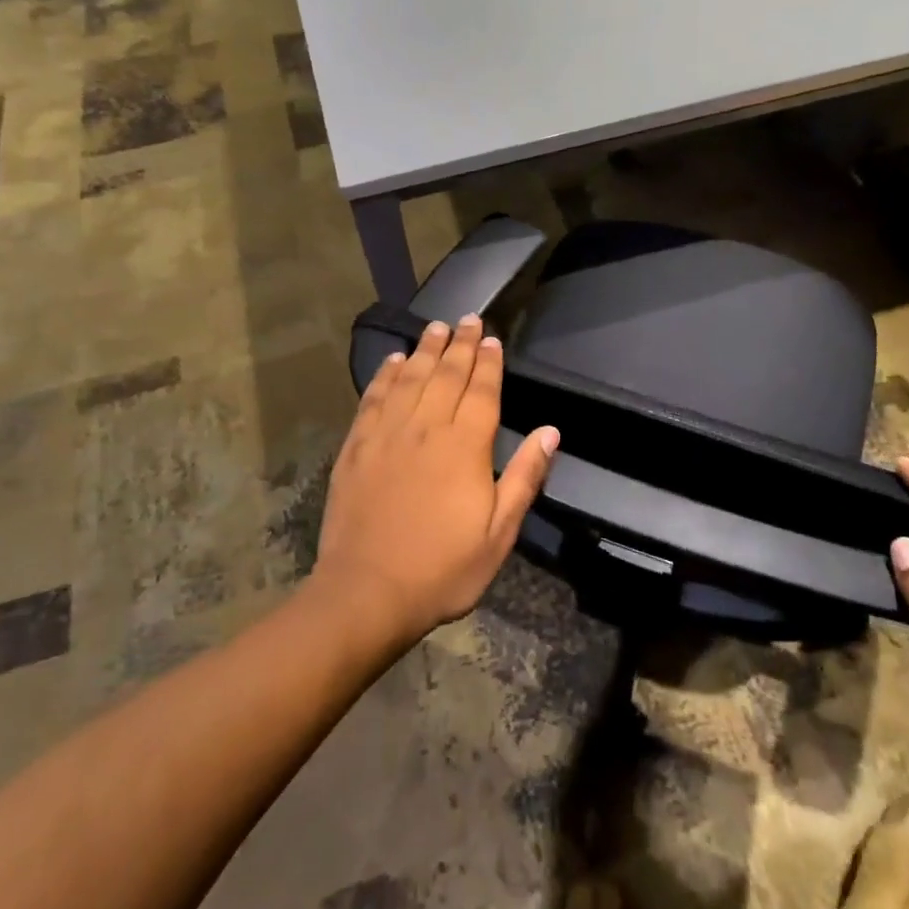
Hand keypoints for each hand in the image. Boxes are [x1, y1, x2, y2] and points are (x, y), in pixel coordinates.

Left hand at [314, 314, 557, 643]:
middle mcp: (426, 428)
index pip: (481, 391)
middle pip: (446, 375)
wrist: (367, 590)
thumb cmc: (442, 568)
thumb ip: (524, 477)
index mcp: (465, 447)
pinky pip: (374, 398)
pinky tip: (393, 361)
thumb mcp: (499, 534)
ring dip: (424, 349)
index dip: (488, 363)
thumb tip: (550, 431)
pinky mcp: (357, 446)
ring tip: (435, 327)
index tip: (491, 338)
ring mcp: (387, 434)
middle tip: (466, 318)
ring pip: (410, 378)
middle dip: (459, 344)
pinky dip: (385, 375)